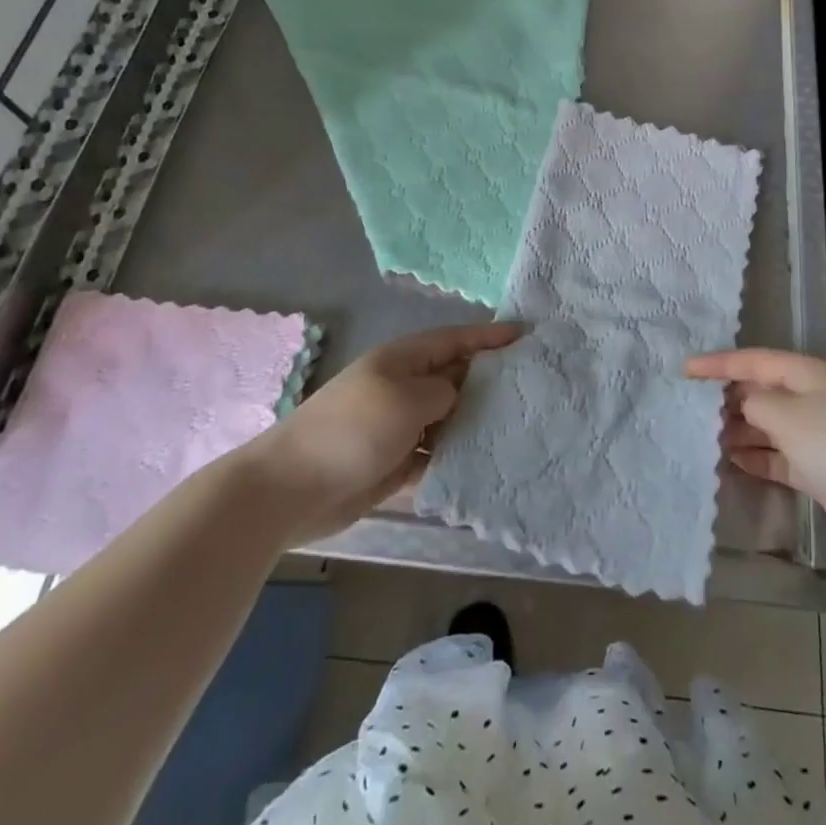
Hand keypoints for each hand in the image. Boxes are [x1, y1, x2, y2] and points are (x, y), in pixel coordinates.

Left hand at [245, 321, 520, 542]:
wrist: (292, 489)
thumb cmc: (353, 430)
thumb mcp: (407, 399)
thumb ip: (444, 391)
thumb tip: (457, 397)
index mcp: (403, 360)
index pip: (455, 340)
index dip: (489, 336)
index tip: (526, 335)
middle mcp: (403, 387)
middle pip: (455, 378)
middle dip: (489, 381)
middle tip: (533, 387)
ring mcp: (398, 425)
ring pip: (448, 418)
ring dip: (475, 424)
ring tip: (518, 429)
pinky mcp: (394, 461)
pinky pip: (434, 454)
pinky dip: (454, 458)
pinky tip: (483, 465)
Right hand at [687, 349, 825, 551]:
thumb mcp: (785, 414)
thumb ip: (754, 403)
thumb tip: (744, 404)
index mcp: (807, 373)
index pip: (753, 360)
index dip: (718, 363)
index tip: (684, 370)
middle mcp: (812, 397)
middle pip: (761, 391)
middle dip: (728, 399)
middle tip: (690, 409)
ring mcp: (818, 434)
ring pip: (769, 425)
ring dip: (739, 431)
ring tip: (704, 438)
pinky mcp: (820, 468)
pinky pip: (779, 456)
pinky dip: (757, 457)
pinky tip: (731, 462)